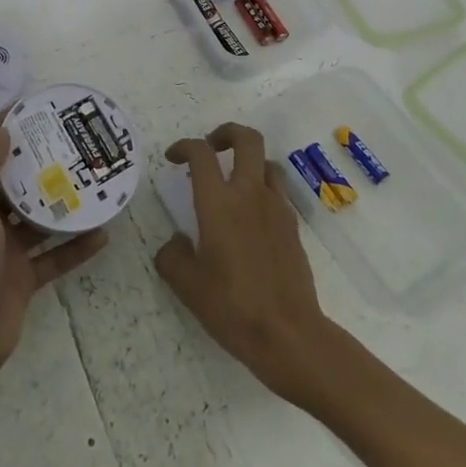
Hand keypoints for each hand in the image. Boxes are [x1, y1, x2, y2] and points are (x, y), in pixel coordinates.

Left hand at [0, 117, 107, 374]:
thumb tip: (2, 128)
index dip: (4, 132)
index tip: (32, 109)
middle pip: (16, 186)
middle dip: (40, 165)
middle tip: (72, 143)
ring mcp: (8, 251)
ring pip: (39, 220)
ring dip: (62, 205)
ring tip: (92, 182)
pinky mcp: (26, 278)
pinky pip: (56, 256)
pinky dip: (77, 247)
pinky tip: (102, 233)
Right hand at [154, 123, 334, 405]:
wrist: (289, 334)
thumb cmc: (232, 307)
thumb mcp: (187, 285)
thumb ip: (172, 255)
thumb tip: (176, 241)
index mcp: (218, 203)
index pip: (201, 153)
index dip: (184, 146)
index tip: (174, 158)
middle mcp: (249, 194)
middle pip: (246, 139)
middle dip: (226, 133)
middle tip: (211, 147)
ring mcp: (276, 207)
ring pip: (267, 162)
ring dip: (249, 161)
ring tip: (234, 181)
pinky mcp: (293, 226)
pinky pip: (277, 191)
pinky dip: (263, 189)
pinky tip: (252, 217)